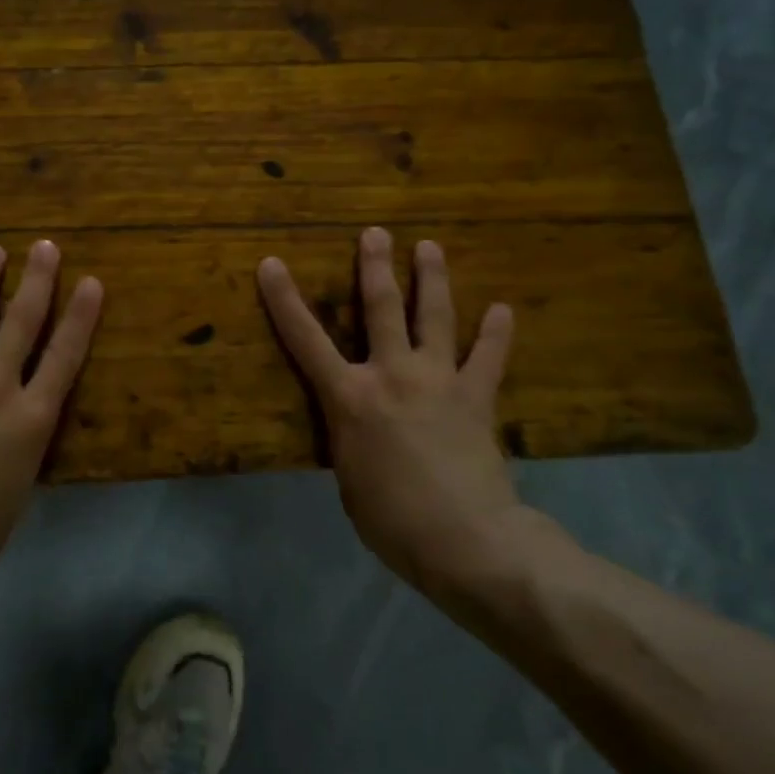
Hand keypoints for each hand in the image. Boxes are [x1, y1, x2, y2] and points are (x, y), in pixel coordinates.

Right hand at [258, 227, 570, 599]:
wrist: (464, 540)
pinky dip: (495, 334)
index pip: (305, 340)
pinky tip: (502, 310)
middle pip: (381, 309)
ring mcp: (438, 381)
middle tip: (375, 233)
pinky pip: (487, 359)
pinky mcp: (476, 398)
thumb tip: (361, 430)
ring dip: (432, 279)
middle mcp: (391, 375)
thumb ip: (351, 441)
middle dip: (374, 267)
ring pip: (435, 317)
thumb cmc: (390, 520)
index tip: (272, 263)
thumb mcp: (349, 478)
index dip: (284, 300)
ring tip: (430, 246)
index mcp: (349, 398)